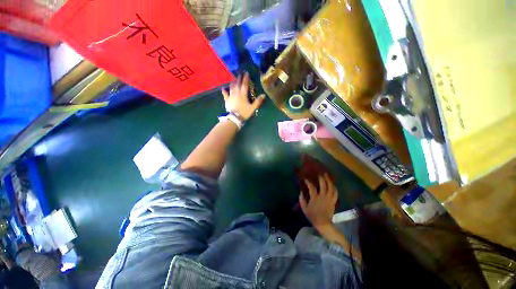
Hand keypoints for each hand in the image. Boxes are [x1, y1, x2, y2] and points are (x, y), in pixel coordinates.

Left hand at [221, 72, 265, 119]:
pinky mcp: (227, 100)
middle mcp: (236, 93)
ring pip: (231, 87)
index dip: (246, 78)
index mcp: (243, 94)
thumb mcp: (252, 108)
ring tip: (233, 77)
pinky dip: (224, 91)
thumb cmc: (244, 112)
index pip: (245, 84)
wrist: (234, 118)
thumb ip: (258, 101)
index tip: (246, 73)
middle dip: (239, 78)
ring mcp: (231, 96)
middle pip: (237, 84)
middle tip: (239, 73)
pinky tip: (223, 88)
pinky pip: (225, 94)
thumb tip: (263, 95)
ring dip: (232, 82)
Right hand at [299, 174, 337, 229]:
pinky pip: (335, 193)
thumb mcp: (304, 208)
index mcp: (315, 198)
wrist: (323, 223)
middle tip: (319, 174)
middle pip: (323, 185)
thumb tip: (301, 192)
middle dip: (321, 178)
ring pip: (330, 187)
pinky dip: (334, 188)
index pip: (312, 187)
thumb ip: (302, 199)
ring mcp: (329, 199)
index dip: (308, 182)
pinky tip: (332, 184)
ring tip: (326, 175)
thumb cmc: (313, 216)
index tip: (306, 179)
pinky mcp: (333, 201)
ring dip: (328, 180)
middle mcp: (323, 197)